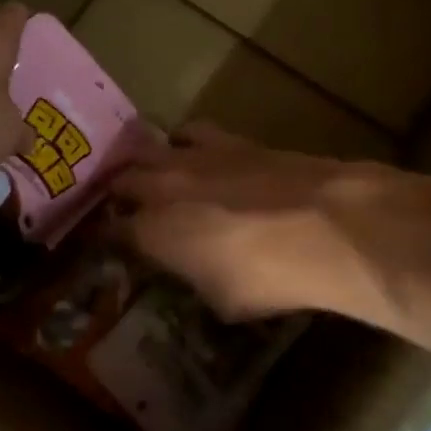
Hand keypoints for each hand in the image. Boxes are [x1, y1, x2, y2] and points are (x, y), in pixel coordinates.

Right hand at [110, 123, 387, 322]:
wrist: (326, 225)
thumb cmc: (269, 277)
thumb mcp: (221, 299)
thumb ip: (192, 278)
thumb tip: (188, 268)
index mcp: (152, 233)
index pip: (110, 232)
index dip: (105, 239)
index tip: (106, 244)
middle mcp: (161, 188)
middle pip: (120, 182)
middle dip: (116, 196)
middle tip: (123, 209)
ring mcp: (192, 157)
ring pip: (145, 148)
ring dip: (141, 162)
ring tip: (149, 174)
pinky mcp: (227, 139)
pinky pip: (188, 131)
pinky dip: (181, 142)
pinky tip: (192, 152)